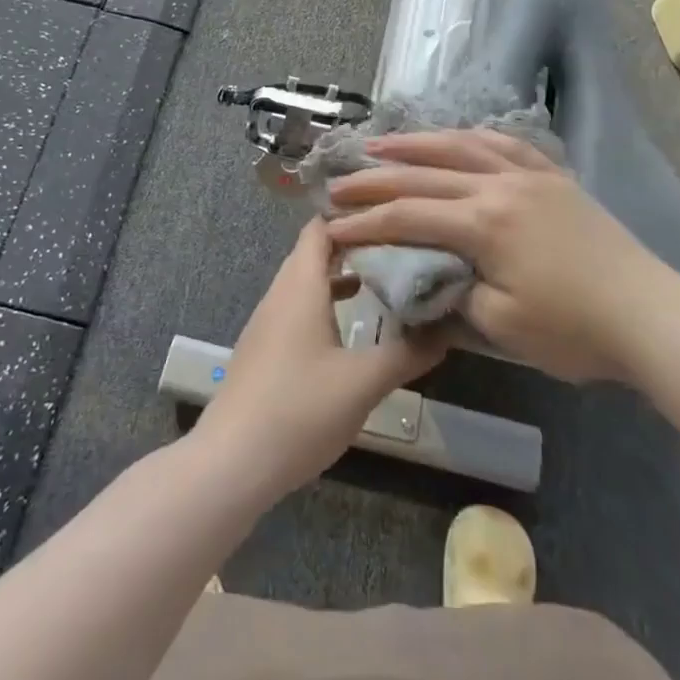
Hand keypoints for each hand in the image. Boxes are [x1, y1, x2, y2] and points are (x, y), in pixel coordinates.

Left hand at [193, 219, 448, 503]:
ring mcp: (268, 323)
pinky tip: (351, 328)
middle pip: (314, 252)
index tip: (394, 216)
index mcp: (300, 286)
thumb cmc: (298, 410)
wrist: (231, 463)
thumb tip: (449, 328)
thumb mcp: (363, 382)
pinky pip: (299, 309)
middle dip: (355, 245)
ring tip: (384, 280)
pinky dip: (327, 304)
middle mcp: (280, 294)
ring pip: (307, 282)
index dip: (354, 217)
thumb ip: (408, 352)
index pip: (321, 227)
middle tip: (401, 246)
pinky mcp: (265, 350)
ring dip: (341, 276)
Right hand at [327, 130, 679, 382]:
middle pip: (425, 174)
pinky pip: (507, 144)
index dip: (365, 222)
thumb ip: (452, 292)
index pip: (408, 215)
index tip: (331, 227)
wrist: (649, 315)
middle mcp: (501, 186)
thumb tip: (424, 274)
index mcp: (484, 223)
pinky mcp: (554, 177)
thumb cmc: (573, 330)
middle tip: (339, 182)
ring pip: (462, 146)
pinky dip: (472, 137)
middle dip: (376, 179)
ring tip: (381, 142)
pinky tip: (456, 137)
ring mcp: (530, 176)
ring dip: (416, 143)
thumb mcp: (500, 325)